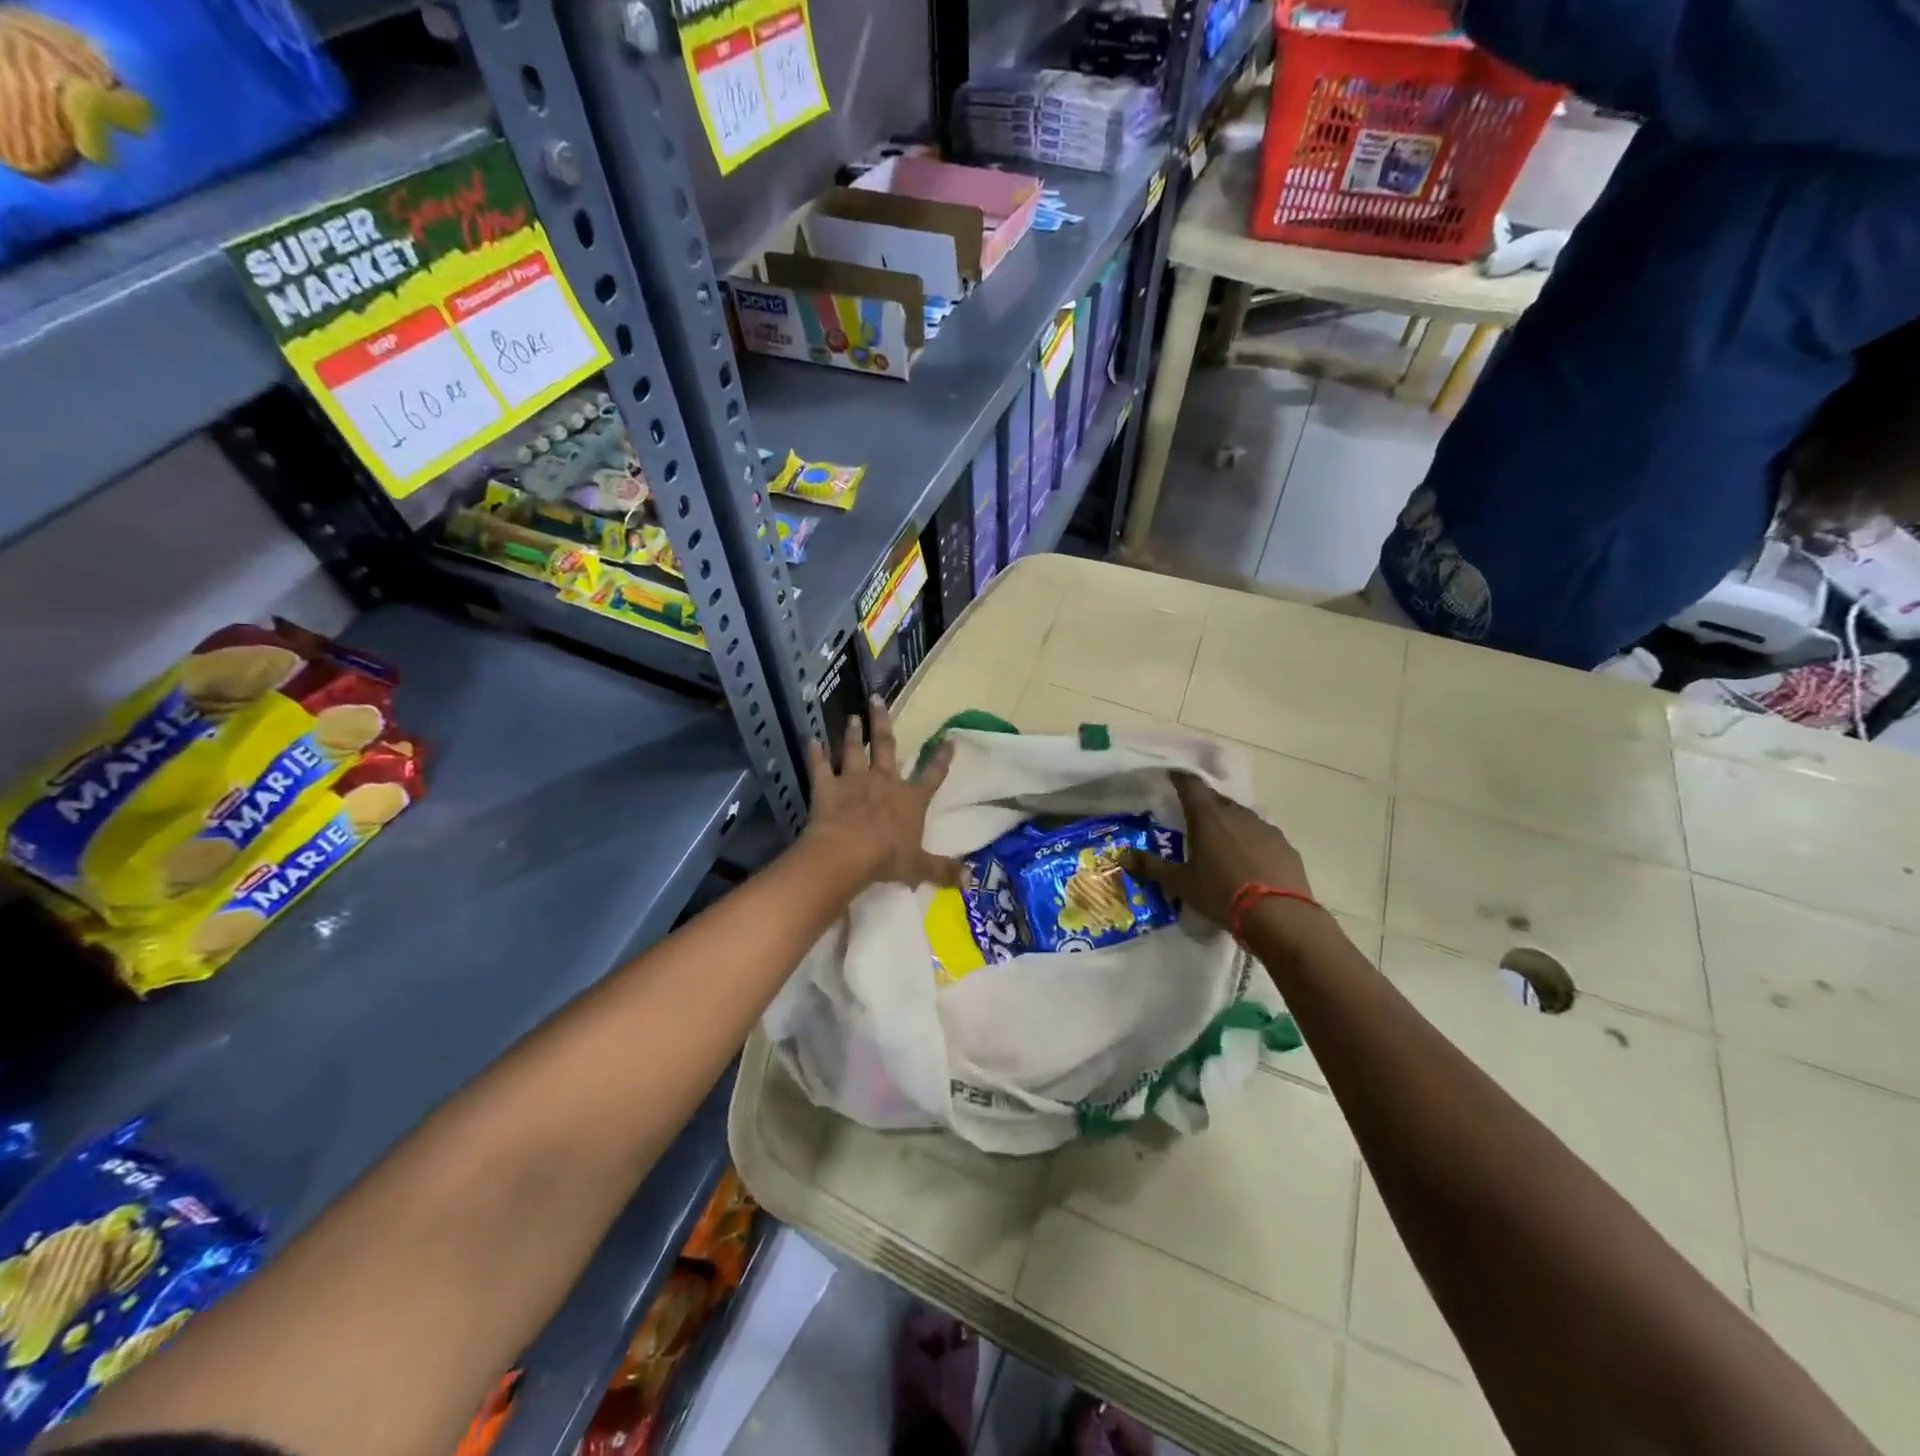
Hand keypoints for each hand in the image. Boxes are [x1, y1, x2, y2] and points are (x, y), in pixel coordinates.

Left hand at [803, 697, 958, 889]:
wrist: (847, 854)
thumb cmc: (887, 859)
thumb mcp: (920, 867)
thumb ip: (944, 870)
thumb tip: (971, 880)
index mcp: (910, 800)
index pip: (931, 775)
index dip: (941, 758)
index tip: (949, 739)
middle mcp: (884, 782)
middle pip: (885, 746)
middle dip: (882, 722)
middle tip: (877, 699)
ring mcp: (854, 781)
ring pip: (853, 751)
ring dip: (851, 733)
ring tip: (851, 717)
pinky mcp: (827, 788)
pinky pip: (820, 768)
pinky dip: (815, 754)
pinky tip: (811, 740)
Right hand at [1128, 772, 1312, 927]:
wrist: (1279, 915)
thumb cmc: (1221, 894)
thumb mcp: (1181, 884)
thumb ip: (1152, 868)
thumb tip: (1124, 857)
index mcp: (1208, 818)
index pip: (1191, 786)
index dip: (1180, 779)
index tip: (1173, 776)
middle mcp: (1237, 815)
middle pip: (1217, 800)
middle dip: (1204, 804)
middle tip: (1193, 817)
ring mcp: (1265, 828)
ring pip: (1242, 817)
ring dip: (1229, 823)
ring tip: (1221, 841)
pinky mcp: (1285, 846)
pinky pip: (1263, 836)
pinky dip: (1252, 841)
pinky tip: (1249, 860)